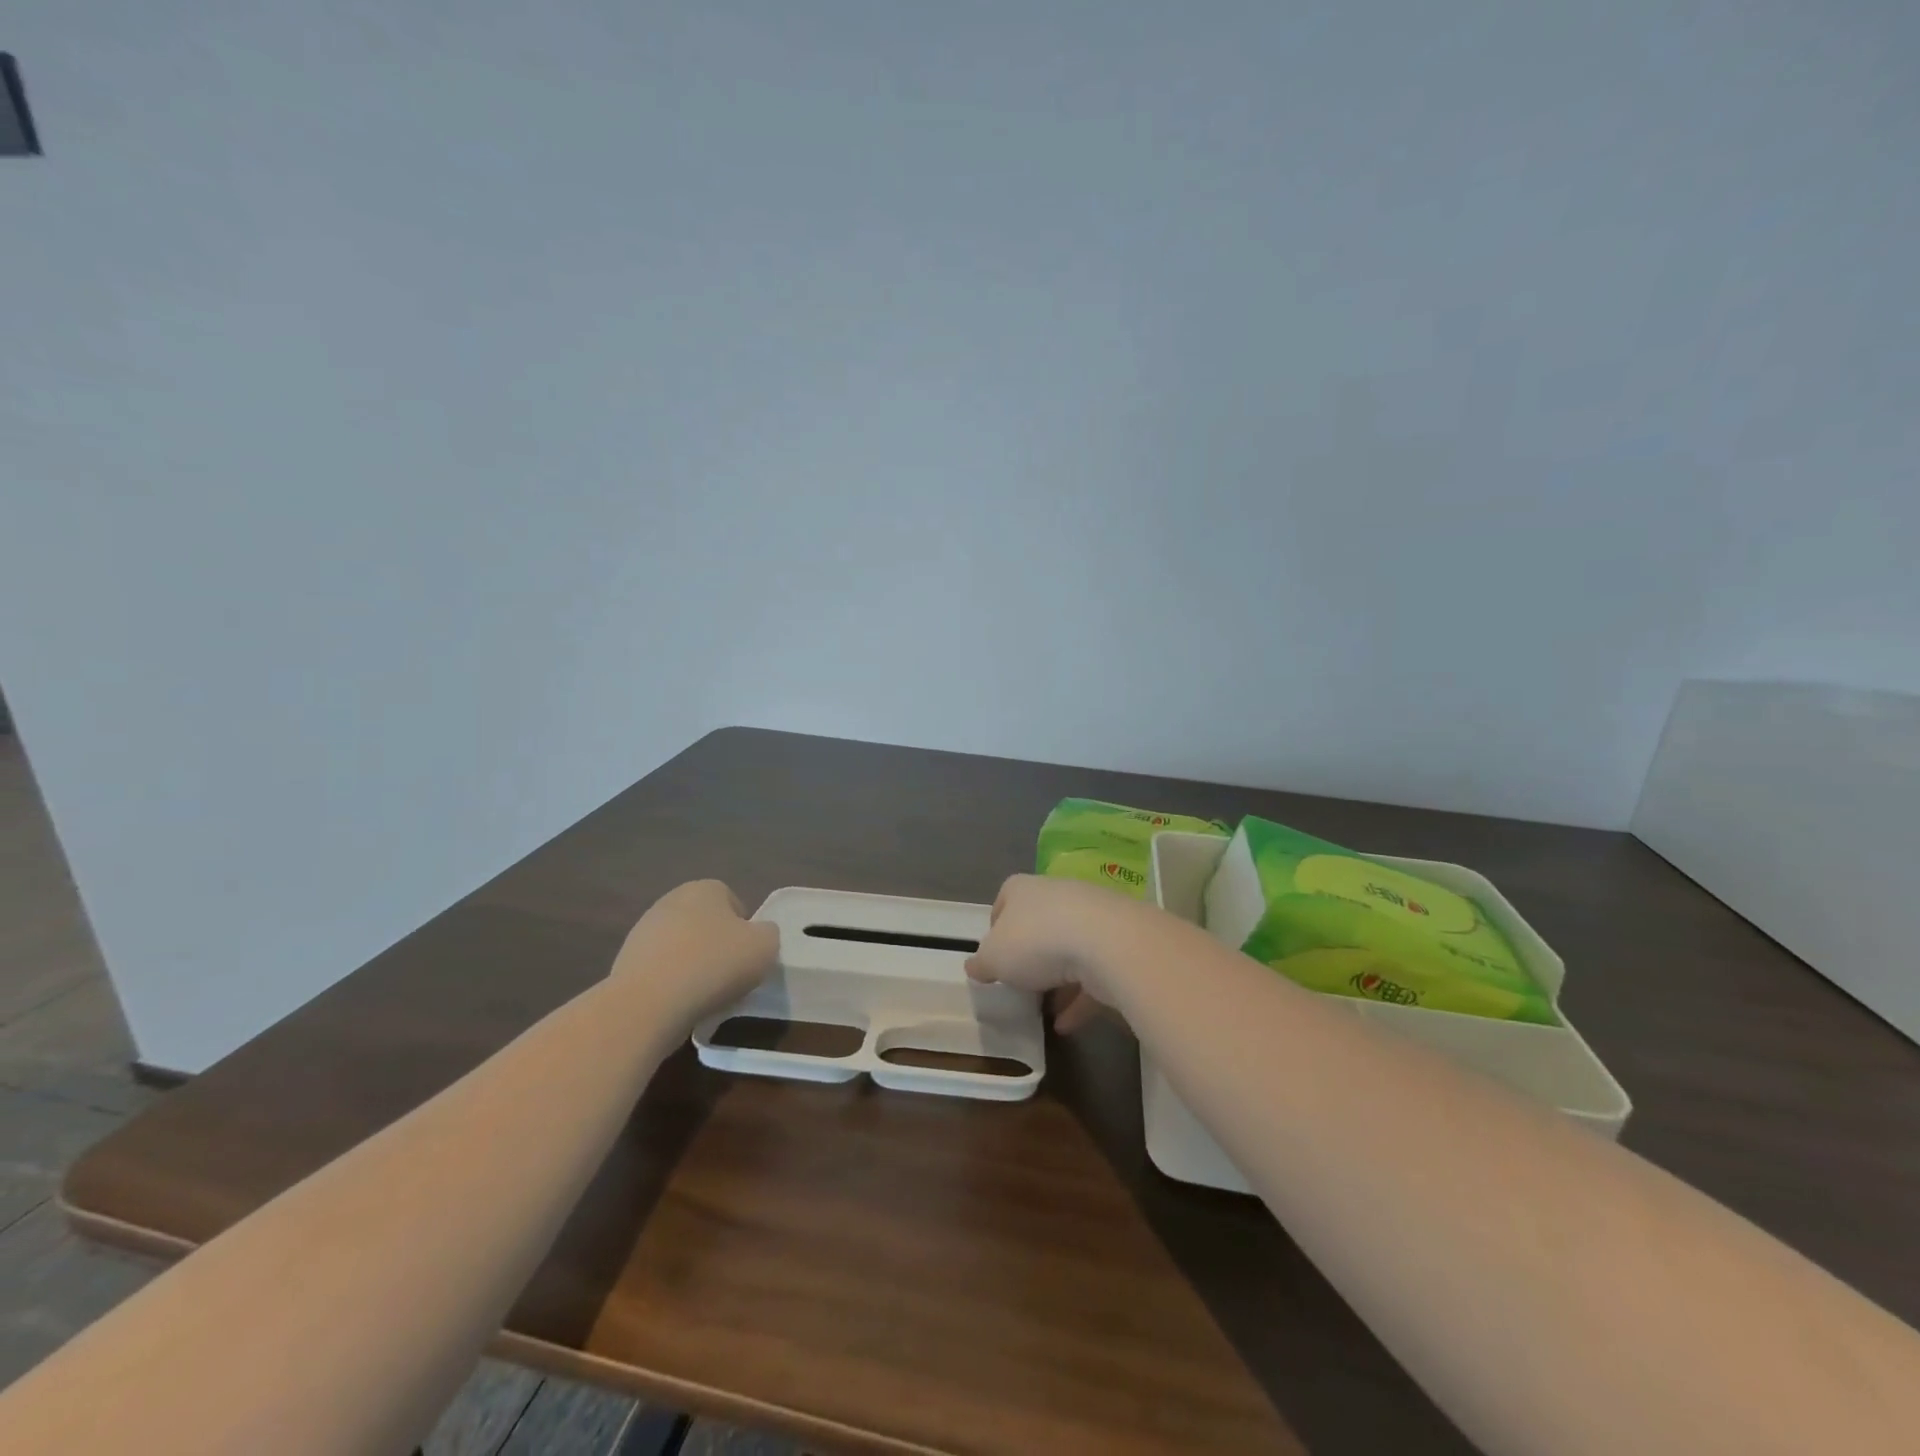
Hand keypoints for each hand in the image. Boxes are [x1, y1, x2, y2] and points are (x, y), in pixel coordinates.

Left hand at [612, 880, 777, 1026]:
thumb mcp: (765, 946)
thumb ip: (768, 934)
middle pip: (705, 923)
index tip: (748, 956)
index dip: (745, 929)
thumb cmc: (714, 965)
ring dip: (694, 966)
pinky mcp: (625, 963)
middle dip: (718, 946)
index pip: (733, 902)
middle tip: (731, 975)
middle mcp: (671, 901)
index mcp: (704, 888)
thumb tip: (758, 936)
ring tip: (705, 996)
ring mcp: (643, 932)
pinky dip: (672, 985)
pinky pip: (661, 971)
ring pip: (682, 948)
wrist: (648, 1004)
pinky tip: (680, 1005)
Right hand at [964, 874, 1137, 1033]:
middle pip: (1038, 924)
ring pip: (1069, 948)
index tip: (993, 956)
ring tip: (1044, 1009)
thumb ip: (982, 963)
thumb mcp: (994, 958)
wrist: (1107, 943)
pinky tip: (1067, 1025)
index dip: (996, 927)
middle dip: (1030, 954)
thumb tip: (974, 966)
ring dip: (1058, 979)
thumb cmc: (1037, 941)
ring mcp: (1091, 917)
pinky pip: (1093, 972)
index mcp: (1023, 889)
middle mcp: (1057, 894)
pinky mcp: (1117, 942)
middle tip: (1019, 983)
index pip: (1004, 900)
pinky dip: (1080, 997)